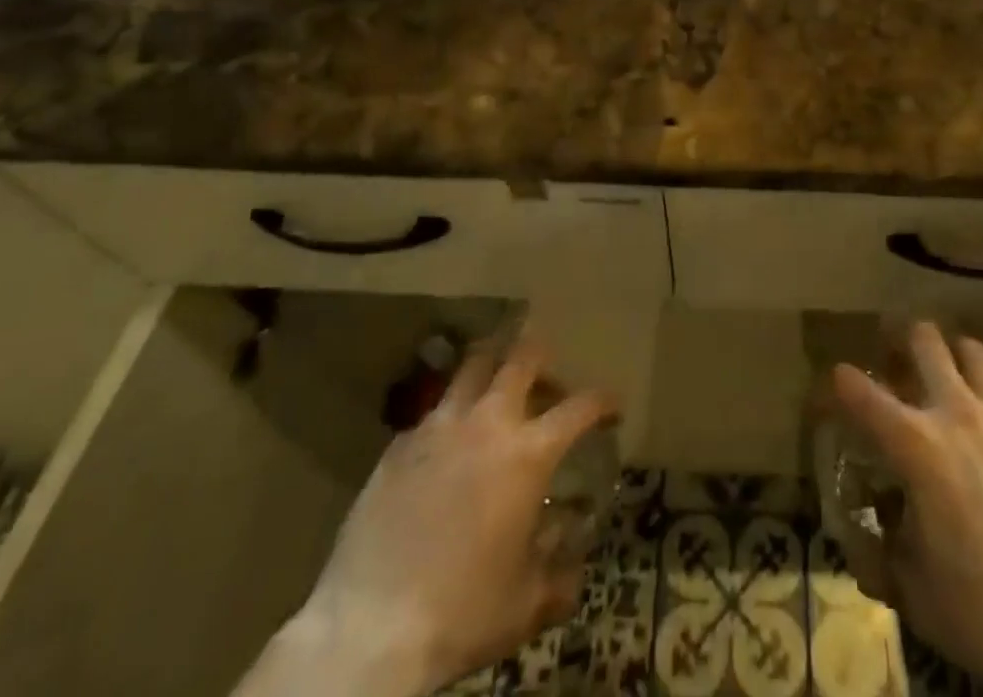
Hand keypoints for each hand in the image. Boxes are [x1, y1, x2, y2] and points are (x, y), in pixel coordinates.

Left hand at [245, 338, 616, 696]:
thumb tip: (575, 564)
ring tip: (497, 379)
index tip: (613, 406)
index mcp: (528, 454)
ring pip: (472, 367)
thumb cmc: (462, 613)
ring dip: (492, 365)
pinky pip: (433, 411)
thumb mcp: (525, 605)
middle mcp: (488, 423)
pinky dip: (450, 413)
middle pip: (521, 359)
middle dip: (541, 353)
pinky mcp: (399, 445)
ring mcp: (439, 427)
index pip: (580, 407)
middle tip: (548, 366)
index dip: (603, 401)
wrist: (369, 629)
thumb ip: (558, 577)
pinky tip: (447, 441)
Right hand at [830, 323, 982, 696]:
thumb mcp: (916, 595)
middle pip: (925, 340)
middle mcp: (957, 415)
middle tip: (895, 355)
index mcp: (916, 445)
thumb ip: (883, 556)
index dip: (838, 382)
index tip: (833, 385)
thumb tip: (869, 542)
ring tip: (947, 380)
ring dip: (952, 358)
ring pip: (972, 353)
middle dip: (902, 338)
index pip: (859, 391)